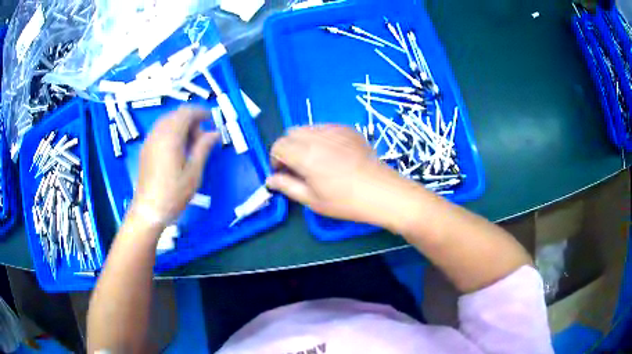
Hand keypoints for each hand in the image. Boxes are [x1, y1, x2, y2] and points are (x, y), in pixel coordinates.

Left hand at [130, 107, 218, 228]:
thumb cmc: (173, 193)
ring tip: (190, 144)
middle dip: (191, 120)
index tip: (211, 120)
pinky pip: (159, 131)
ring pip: (167, 121)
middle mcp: (158, 133)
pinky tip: (176, 149)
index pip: (186, 112)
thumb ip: (203, 148)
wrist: (148, 210)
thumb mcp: (193, 172)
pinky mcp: (145, 149)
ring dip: (180, 125)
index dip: (200, 112)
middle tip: (202, 138)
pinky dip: (171, 132)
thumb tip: (215, 132)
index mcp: (171, 136)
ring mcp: (149, 141)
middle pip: (176, 115)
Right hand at [267, 125, 404, 224]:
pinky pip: (325, 127)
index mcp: (305, 154)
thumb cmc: (346, 201)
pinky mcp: (348, 129)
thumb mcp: (312, 200)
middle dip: (288, 148)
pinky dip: (320, 137)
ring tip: (316, 161)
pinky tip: (332, 154)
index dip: (276, 159)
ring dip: (303, 141)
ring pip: (307, 128)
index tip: (284, 173)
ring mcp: (335, 129)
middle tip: (298, 168)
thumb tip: (270, 180)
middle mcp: (317, 136)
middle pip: (291, 133)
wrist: (382, 192)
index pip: (278, 146)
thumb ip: (287, 186)